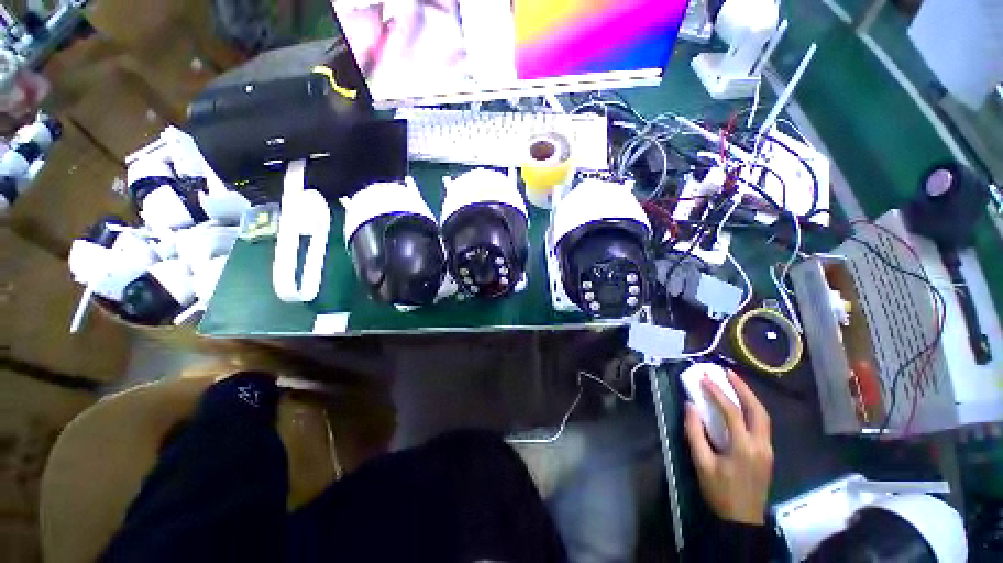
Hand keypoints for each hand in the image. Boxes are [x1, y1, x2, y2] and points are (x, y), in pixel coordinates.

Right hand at [684, 369, 772, 524]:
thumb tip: (690, 405)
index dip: (718, 393)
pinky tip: (741, 405)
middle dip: (743, 388)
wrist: (742, 520)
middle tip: (727, 372)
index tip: (704, 378)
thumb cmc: (719, 492)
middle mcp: (761, 445)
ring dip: (750, 397)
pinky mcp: (768, 454)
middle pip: (757, 410)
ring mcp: (768, 450)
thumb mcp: (701, 463)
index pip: (732, 412)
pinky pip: (762, 425)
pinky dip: (752, 409)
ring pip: (764, 416)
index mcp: (744, 448)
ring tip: (734, 383)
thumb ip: (695, 432)